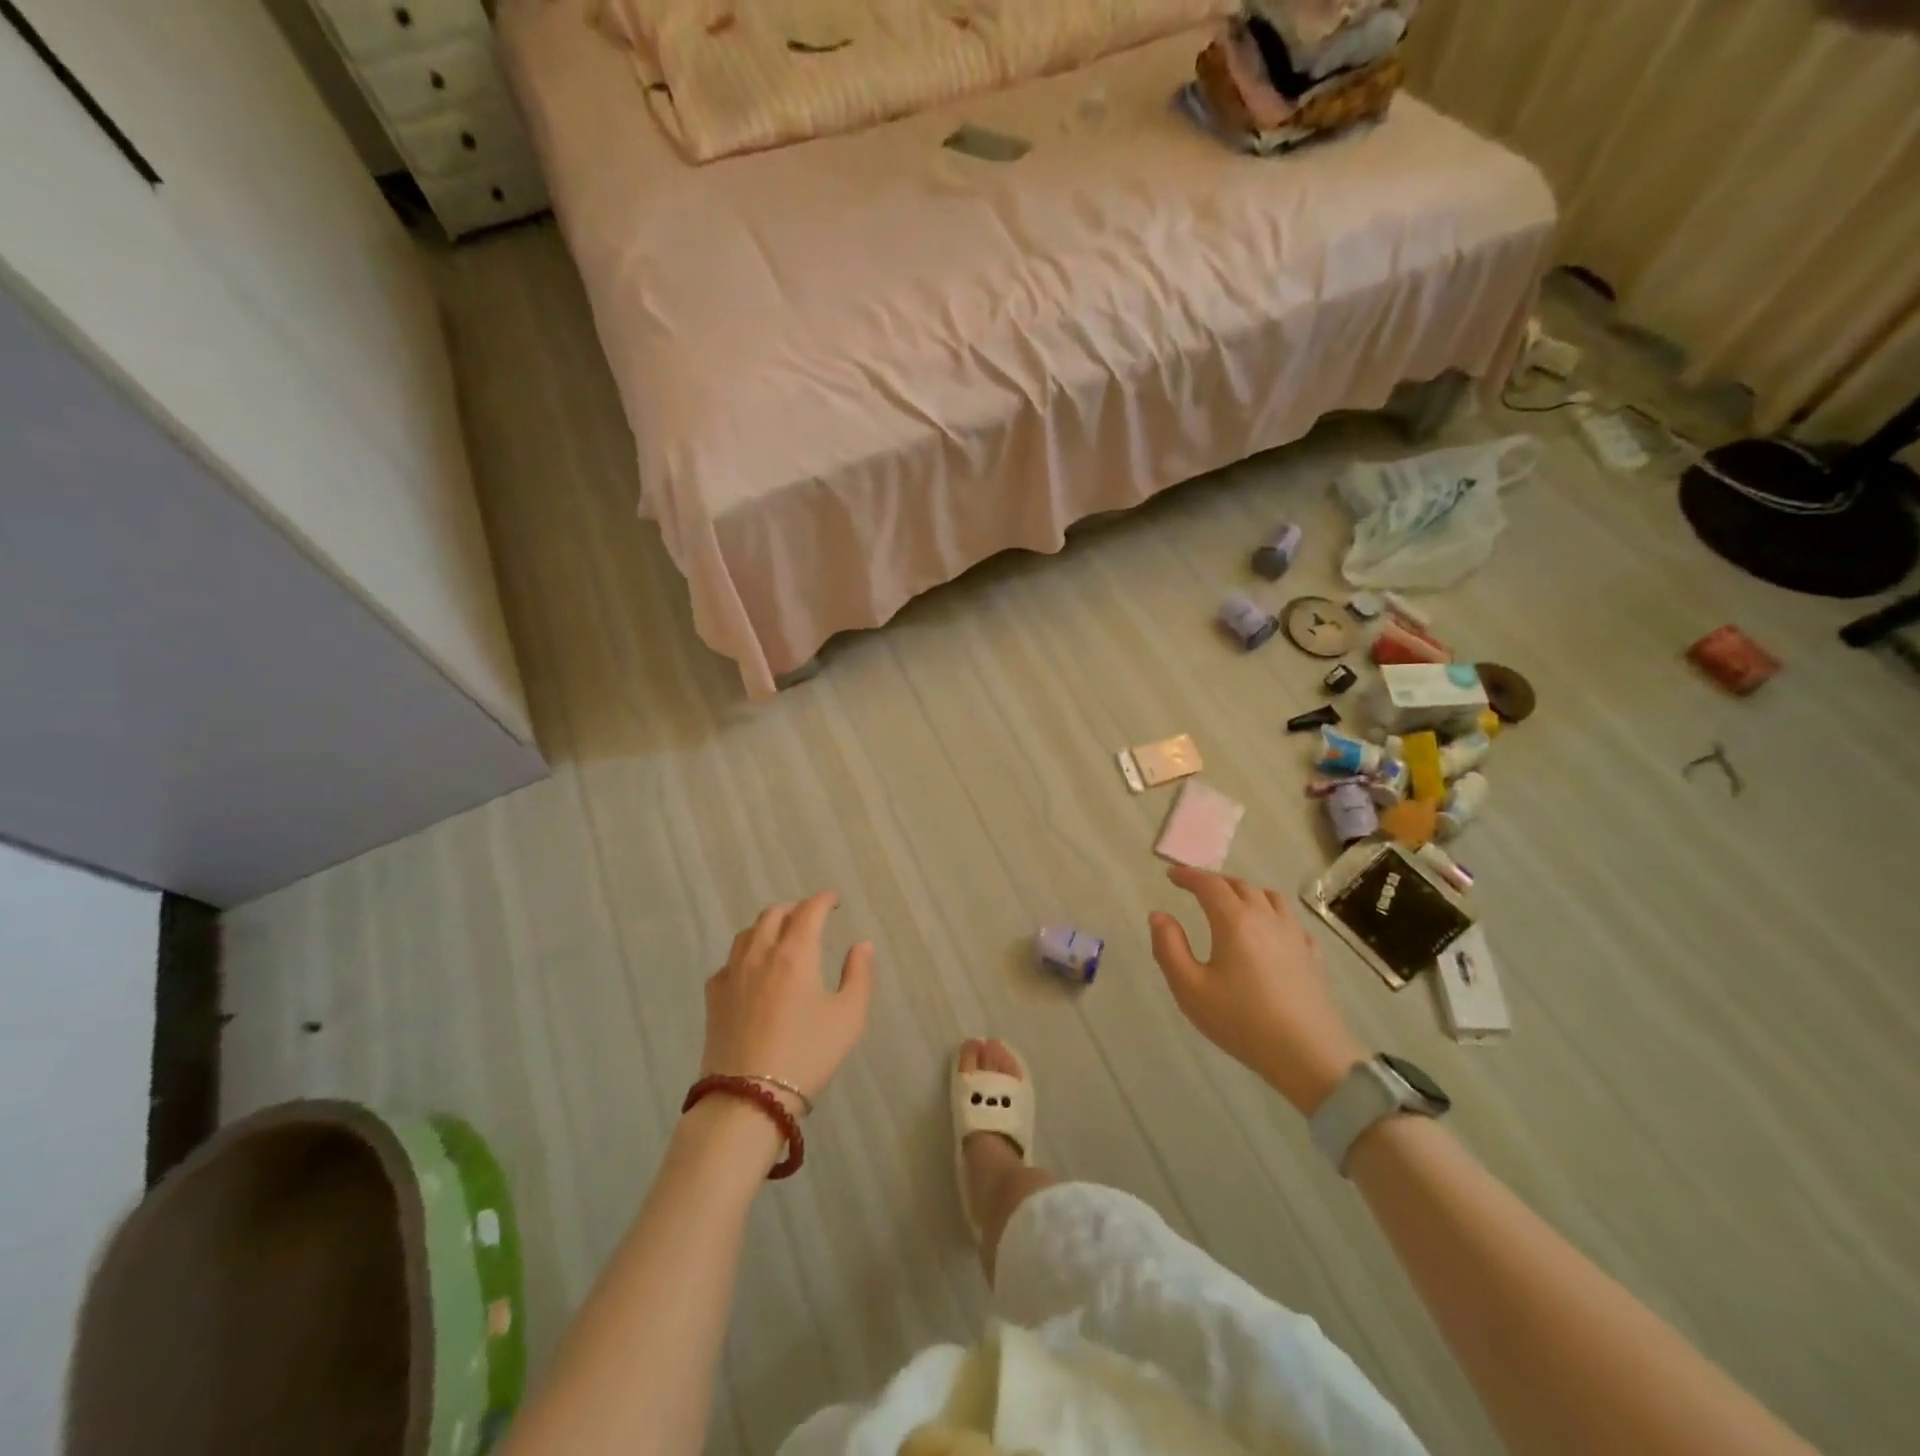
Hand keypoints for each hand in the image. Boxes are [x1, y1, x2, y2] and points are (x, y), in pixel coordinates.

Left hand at [702, 893, 874, 1112]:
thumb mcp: (848, 1017)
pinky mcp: (714, 997)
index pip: (809, 910)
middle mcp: (760, 953)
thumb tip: (862, 945)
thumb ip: (859, 975)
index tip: (834, 900)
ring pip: (748, 933)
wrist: (748, 1098)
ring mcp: (732, 973)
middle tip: (810, 916)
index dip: (823, 900)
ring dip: (768, 925)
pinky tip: (753, 970)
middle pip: (774, 913)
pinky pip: (730, 960)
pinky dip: (746, 953)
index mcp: (795, 953)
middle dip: (795, 908)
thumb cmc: (807, 1055)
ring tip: (781, 936)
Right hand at [1149, 866, 1364, 1114]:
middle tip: (1196, 887)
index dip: (1188, 875)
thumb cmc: (1241, 1021)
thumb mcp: (1190, 989)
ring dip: (1246, 892)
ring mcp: (1294, 935)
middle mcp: (1266, 918)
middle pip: (1240, 885)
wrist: (1308, 1054)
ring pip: (1270, 897)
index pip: (1209, 884)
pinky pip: (1290, 920)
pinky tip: (1270, 931)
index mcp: (1234, 921)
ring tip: (1232, 902)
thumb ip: (1169, 947)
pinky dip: (1273, 914)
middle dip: (1215, 881)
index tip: (1172, 875)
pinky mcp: (1312, 955)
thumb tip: (1158, 915)